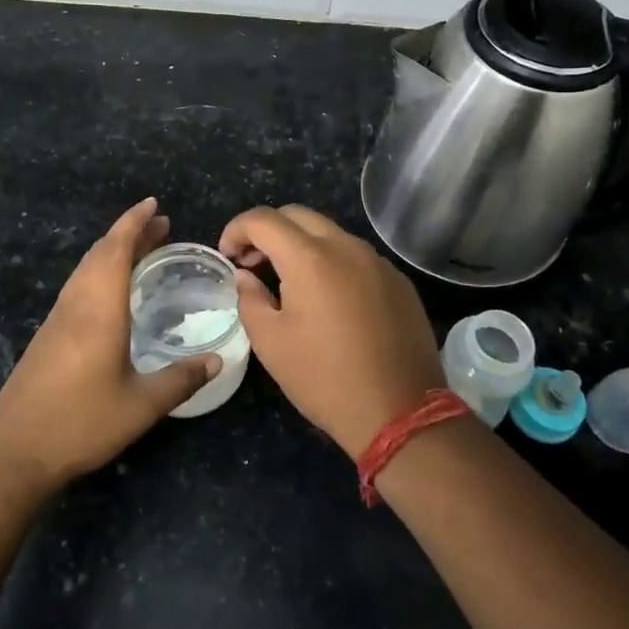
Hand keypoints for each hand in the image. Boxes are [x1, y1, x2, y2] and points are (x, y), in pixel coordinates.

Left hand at [0, 199, 219, 493]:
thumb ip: (180, 379)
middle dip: (129, 233)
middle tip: (160, 226)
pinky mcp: (47, 336)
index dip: (134, 223)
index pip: (115, 251)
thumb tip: (216, 360)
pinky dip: (99, 272)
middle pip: (100, 254)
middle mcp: (75, 306)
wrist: (14, 452)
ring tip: (141, 250)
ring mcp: (57, 320)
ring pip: (85, 269)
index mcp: (98, 311)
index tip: (153, 205)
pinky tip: (111, 292)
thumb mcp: (140, 406)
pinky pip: (77, 287)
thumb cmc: (80, 424)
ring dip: (112, 251)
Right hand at [220, 205, 443, 458]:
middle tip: (253, 264)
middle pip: (297, 215)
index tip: (227, 256)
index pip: (263, 219)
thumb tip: (245, 276)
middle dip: (268, 231)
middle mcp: (346, 247)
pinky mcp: (398, 281)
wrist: (401, 413)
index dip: (236, 230)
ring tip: (288, 281)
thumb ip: (250, 299)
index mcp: (310, 258)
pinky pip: (356, 256)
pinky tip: (328, 299)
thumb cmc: (324, 378)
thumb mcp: (271, 343)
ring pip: (330, 233)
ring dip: (301, 245)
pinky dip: (332, 262)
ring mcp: (378, 262)